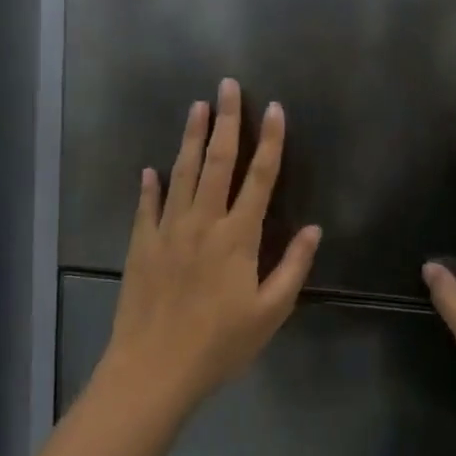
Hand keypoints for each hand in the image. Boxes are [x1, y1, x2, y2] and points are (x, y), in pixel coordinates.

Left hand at [100, 78, 321, 413]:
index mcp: (239, 236)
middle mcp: (203, 222)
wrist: (154, 369)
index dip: (270, 141)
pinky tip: (151, 168)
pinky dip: (150, 185)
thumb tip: (314, 229)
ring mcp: (168, 230)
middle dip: (226, 120)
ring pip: (182, 173)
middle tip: (228, 86)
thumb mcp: (270, 312)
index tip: (275, 109)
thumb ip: (293, 267)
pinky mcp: (142, 244)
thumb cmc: (220, 344)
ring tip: (197, 107)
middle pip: (218, 161)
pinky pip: (147, 206)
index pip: (260, 177)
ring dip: (191, 137)